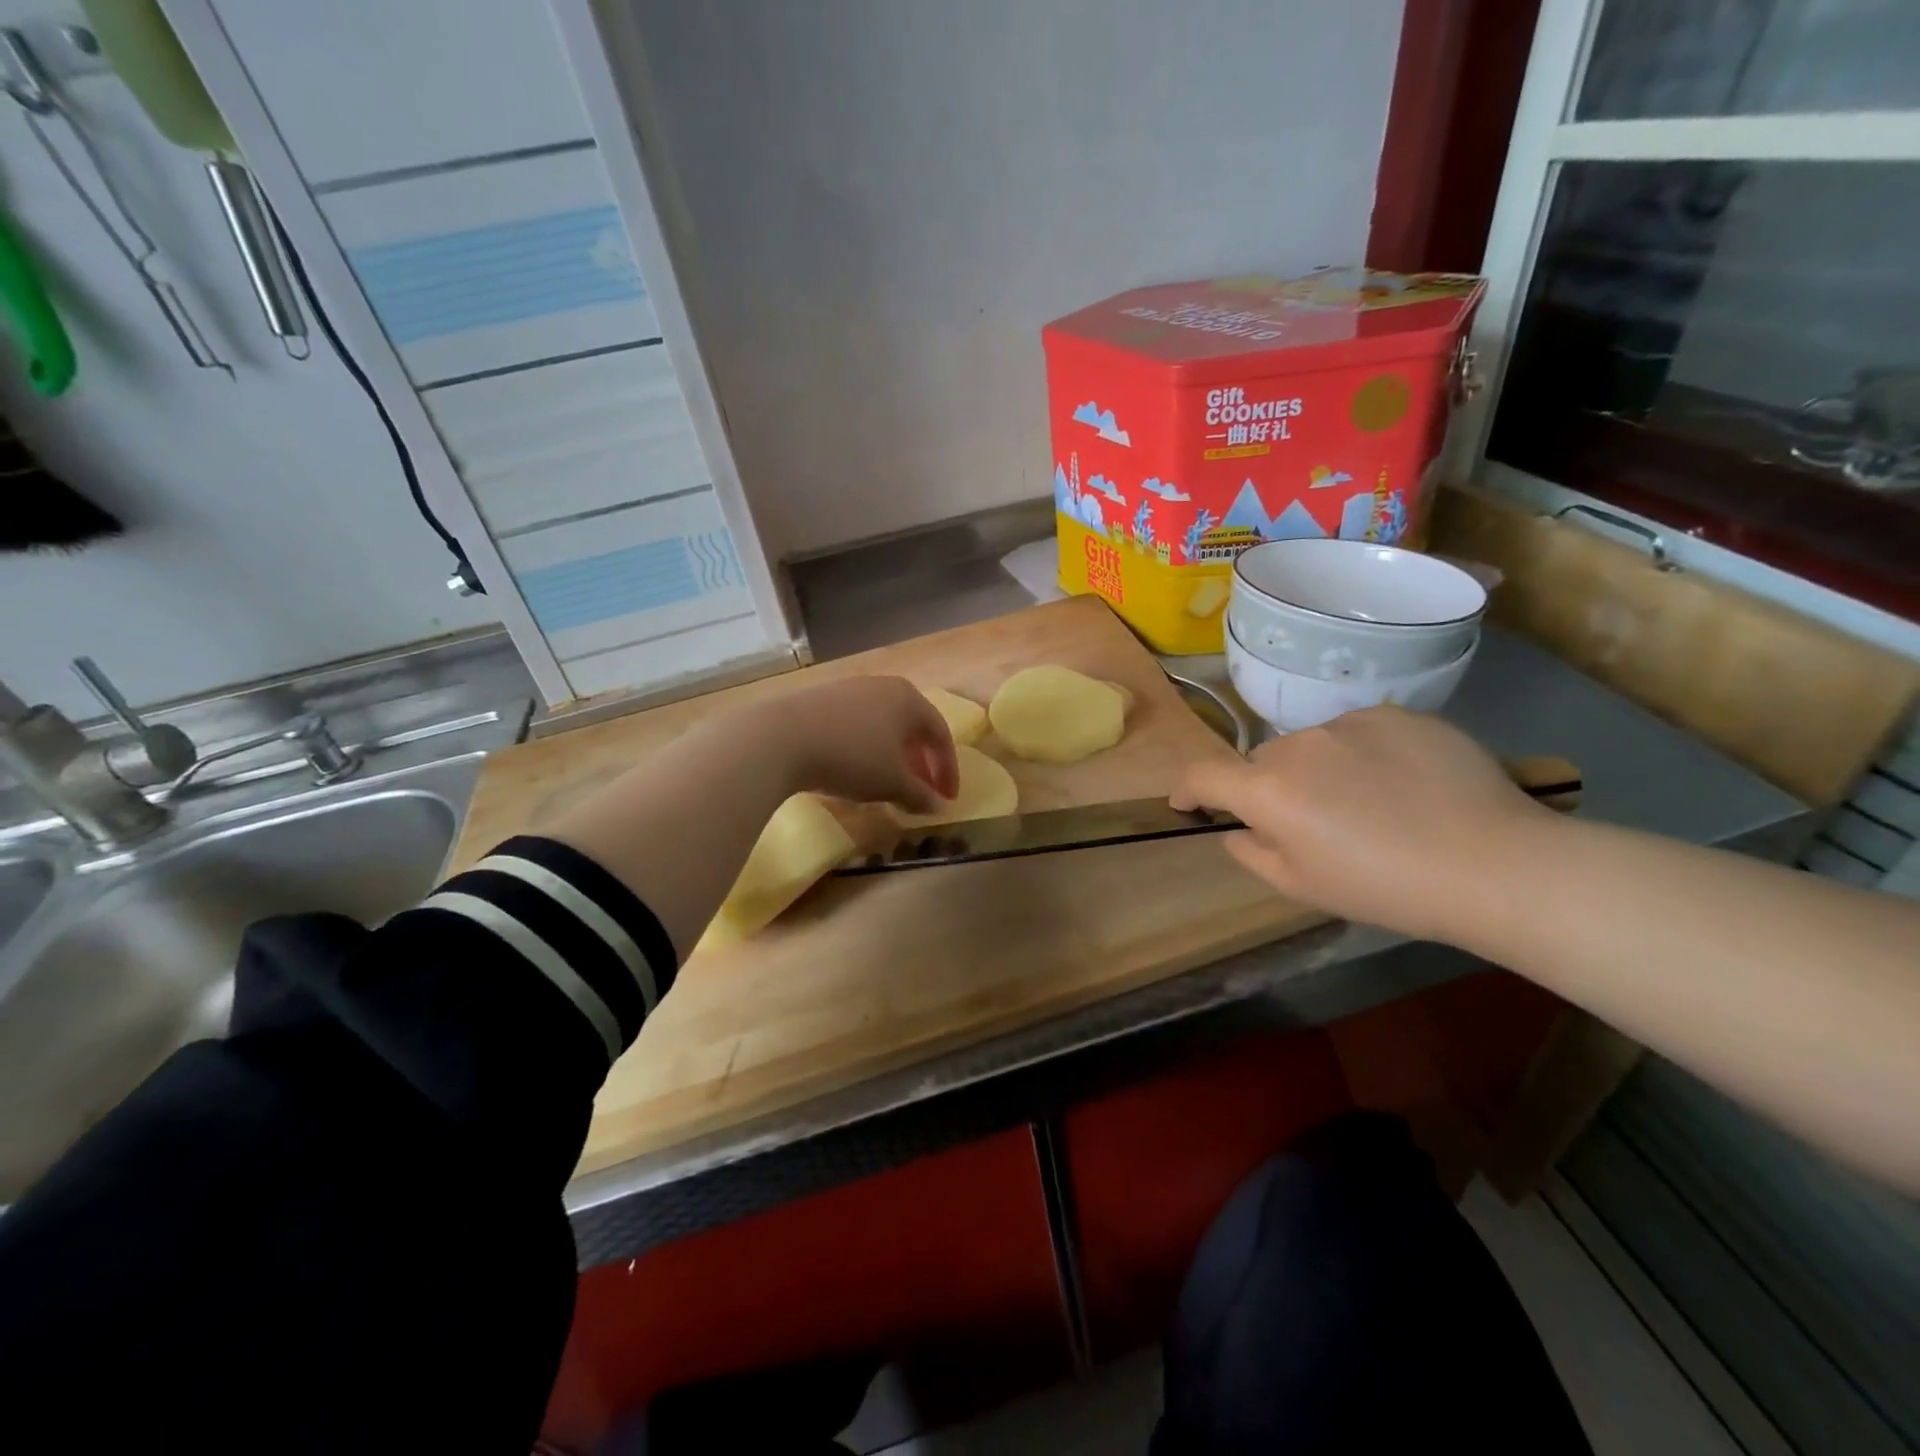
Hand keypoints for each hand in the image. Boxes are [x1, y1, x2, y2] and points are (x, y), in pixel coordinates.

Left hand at [768, 675, 958, 814]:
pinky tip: (854, 770)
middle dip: (920, 762)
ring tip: (888, 784)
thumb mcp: (891, 783)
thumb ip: (919, 795)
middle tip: (921, 792)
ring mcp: (849, 689)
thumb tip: (936, 805)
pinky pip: (855, 725)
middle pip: (912, 727)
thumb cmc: (851, 757)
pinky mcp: (820, 699)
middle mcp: (883, 686)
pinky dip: (866, 749)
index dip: (947, 770)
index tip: (947, 799)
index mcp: (909, 700)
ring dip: (893, 756)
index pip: (940, 735)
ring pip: (882, 725)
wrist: (780, 738)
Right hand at [1173, 706, 1554, 940]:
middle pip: (1263, 762)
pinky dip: (1363, 755)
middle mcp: (1299, 745)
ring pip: (1312, 745)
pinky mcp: (1398, 714)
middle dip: (1268, 788)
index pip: (1203, 774)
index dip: (1188, 788)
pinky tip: (1401, 784)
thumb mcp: (1302, 886)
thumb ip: (1251, 852)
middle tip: (1307, 823)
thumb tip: (1237, 828)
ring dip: (1318, 769)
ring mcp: (1350, 723)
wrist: (1494, 865)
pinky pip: (1359, 732)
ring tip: (1365, 803)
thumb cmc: (1385, 888)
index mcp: (1268, 790)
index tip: (1190, 803)